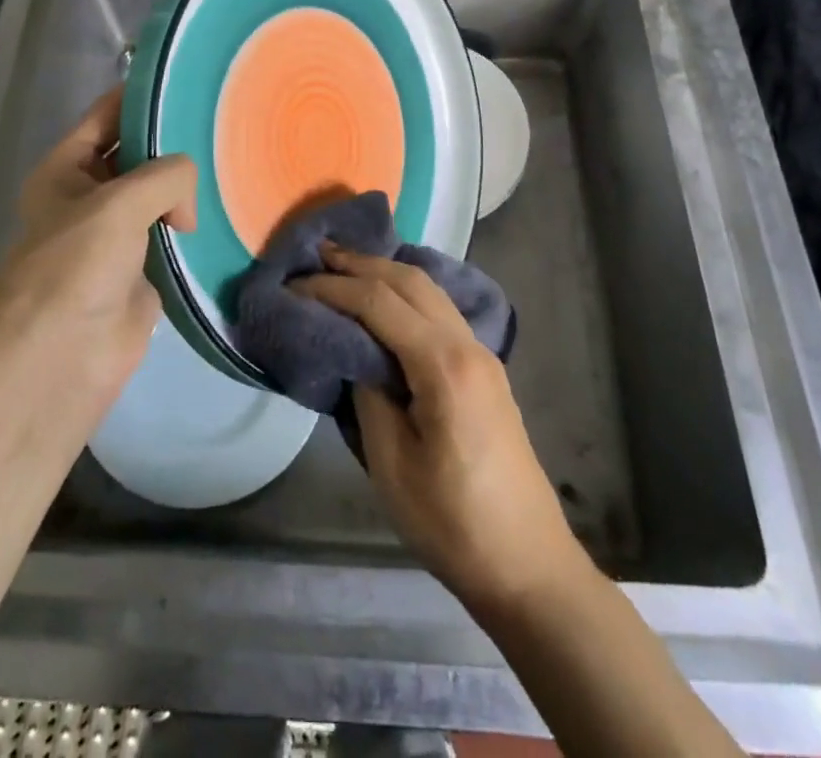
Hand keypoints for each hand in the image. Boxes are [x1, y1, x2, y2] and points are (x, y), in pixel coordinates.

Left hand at [0, 88, 197, 409]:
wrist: (60, 359)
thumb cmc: (75, 266)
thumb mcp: (118, 202)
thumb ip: (165, 176)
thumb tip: (186, 208)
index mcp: (65, 169)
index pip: (106, 116)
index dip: (141, 95)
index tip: (188, 79)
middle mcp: (89, 195)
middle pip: (137, 153)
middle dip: (171, 140)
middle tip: (224, 118)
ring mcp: (117, 234)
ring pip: (159, 195)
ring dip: (187, 185)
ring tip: (234, 156)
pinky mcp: (143, 270)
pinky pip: (174, 235)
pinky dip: (195, 225)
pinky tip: (228, 207)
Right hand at [295, 246, 586, 614]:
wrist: (527, 565)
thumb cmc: (452, 523)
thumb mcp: (392, 463)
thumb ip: (368, 392)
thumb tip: (353, 351)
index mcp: (444, 365)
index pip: (379, 303)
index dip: (334, 288)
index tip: (294, 285)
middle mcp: (467, 344)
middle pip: (409, 281)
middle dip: (360, 263)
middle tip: (317, 255)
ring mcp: (481, 354)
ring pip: (429, 289)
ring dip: (385, 271)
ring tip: (344, 266)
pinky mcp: (484, 369)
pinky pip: (440, 309)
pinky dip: (406, 292)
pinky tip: (385, 299)